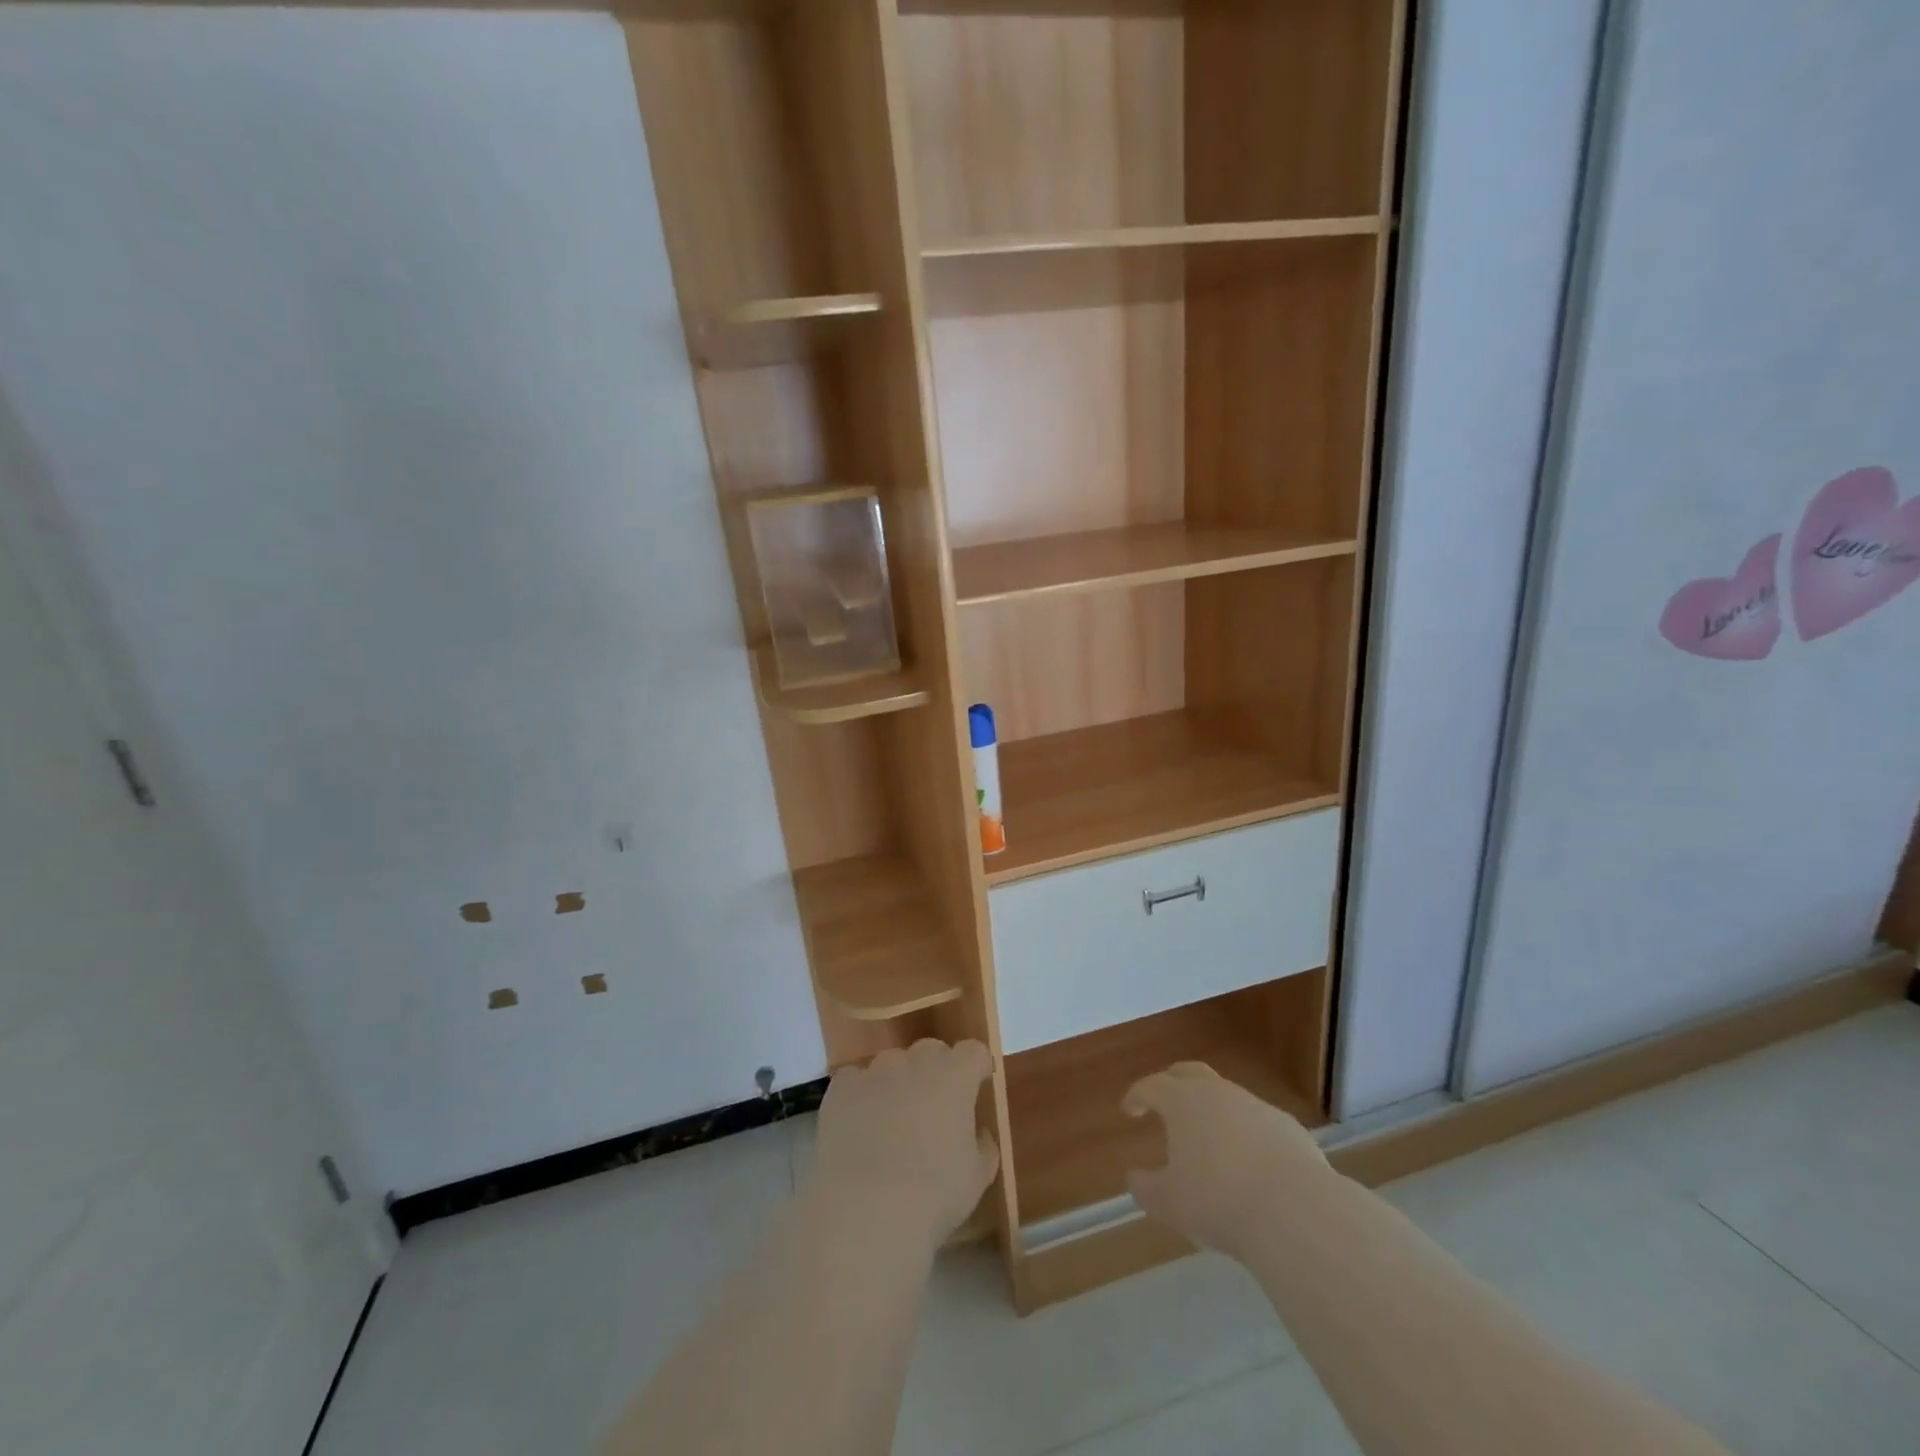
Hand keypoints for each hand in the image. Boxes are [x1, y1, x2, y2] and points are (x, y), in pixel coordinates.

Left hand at [810, 1039, 998, 1251]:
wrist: (865, 1211)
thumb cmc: (933, 1195)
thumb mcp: (977, 1177)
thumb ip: (983, 1144)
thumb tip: (978, 1132)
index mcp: (955, 1076)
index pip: (973, 1051)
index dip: (977, 1067)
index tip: (977, 1086)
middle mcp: (915, 1061)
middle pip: (932, 1052)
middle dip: (937, 1073)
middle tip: (934, 1111)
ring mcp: (875, 1070)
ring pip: (893, 1065)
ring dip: (899, 1084)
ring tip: (891, 1124)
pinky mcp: (841, 1087)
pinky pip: (857, 1081)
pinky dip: (862, 1096)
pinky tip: (860, 1129)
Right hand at [1123, 1061, 1326, 1260]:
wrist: (1296, 1211)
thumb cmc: (1219, 1201)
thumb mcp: (1169, 1203)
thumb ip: (1146, 1188)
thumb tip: (1135, 1177)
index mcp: (1182, 1101)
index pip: (1151, 1085)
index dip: (1137, 1095)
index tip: (1130, 1110)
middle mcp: (1218, 1092)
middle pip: (1190, 1073)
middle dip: (1173, 1082)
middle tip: (1164, 1102)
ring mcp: (1257, 1106)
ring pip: (1228, 1096)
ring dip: (1213, 1110)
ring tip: (1209, 1140)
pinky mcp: (1289, 1127)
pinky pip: (1259, 1121)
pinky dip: (1247, 1133)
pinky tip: (1250, 1162)